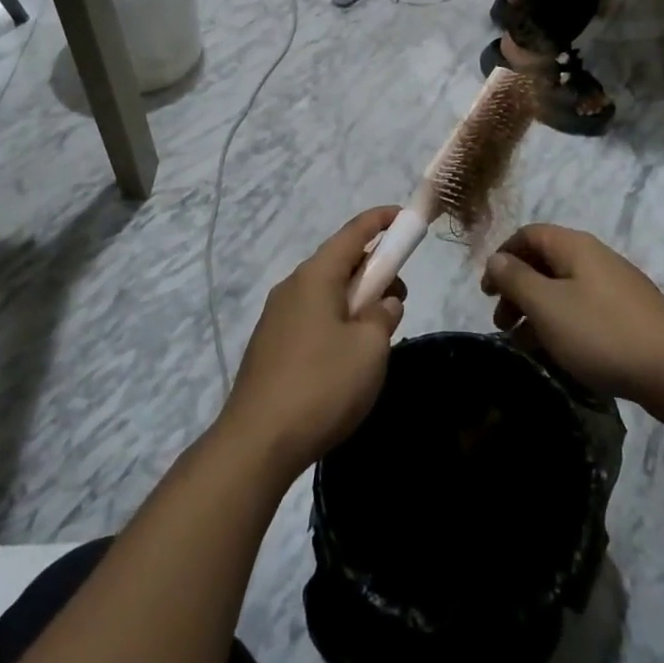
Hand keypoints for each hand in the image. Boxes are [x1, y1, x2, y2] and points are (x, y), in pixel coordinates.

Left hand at [219, 208, 405, 478]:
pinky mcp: (271, 345)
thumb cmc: (321, 385)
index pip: (354, 232)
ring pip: (327, 293)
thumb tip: (383, 303)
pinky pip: (313, 317)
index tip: (407, 219)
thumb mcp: (370, 347)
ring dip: (357, 301)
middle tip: (399, 301)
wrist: (256, 443)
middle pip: (340, 262)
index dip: (383, 220)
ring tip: (376, 339)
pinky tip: (346, 360)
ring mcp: (277, 316)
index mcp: (316, 276)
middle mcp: (292, 286)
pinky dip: (337, 321)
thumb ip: (384, 314)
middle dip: (374, 271)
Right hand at [481, 224, 663, 423]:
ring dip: (537, 312)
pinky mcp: (628, 316)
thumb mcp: (548, 305)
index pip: (528, 235)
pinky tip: (556, 354)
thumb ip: (516, 279)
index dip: (503, 257)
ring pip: (563, 290)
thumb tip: (496, 259)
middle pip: (545, 262)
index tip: (486, 292)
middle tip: (501, 323)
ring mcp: (615, 287)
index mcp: (574, 247)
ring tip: (523, 345)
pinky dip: (562, 325)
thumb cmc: (602, 333)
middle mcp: (594, 258)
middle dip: (517, 289)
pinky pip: (583, 311)